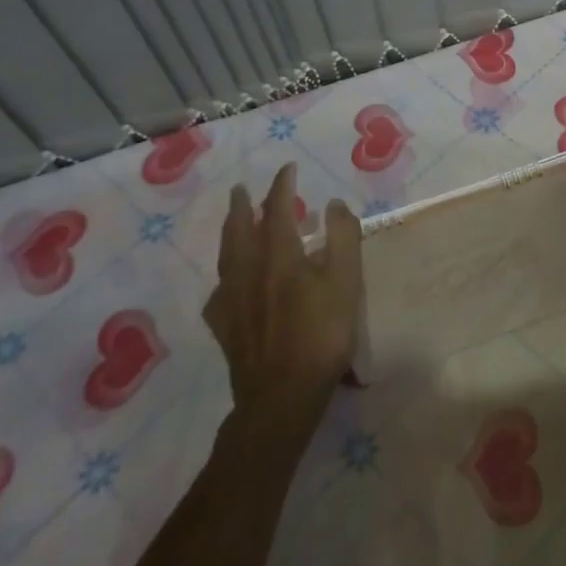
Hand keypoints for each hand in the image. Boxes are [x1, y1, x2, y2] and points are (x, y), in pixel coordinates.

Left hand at [206, 164, 362, 434]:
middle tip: (240, 189)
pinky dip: (225, 278)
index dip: (282, 186)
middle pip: (239, 230)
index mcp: (279, 256)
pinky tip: (227, 285)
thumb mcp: (346, 282)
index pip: (277, 209)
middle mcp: (249, 271)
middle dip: (241, 206)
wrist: (282, 396)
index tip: (288, 169)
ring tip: (232, 224)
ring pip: (226, 258)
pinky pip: (219, 293)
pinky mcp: (224, 328)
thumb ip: (342, 238)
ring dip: (229, 234)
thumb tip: (332, 203)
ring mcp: (232, 301)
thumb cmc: (321, 335)